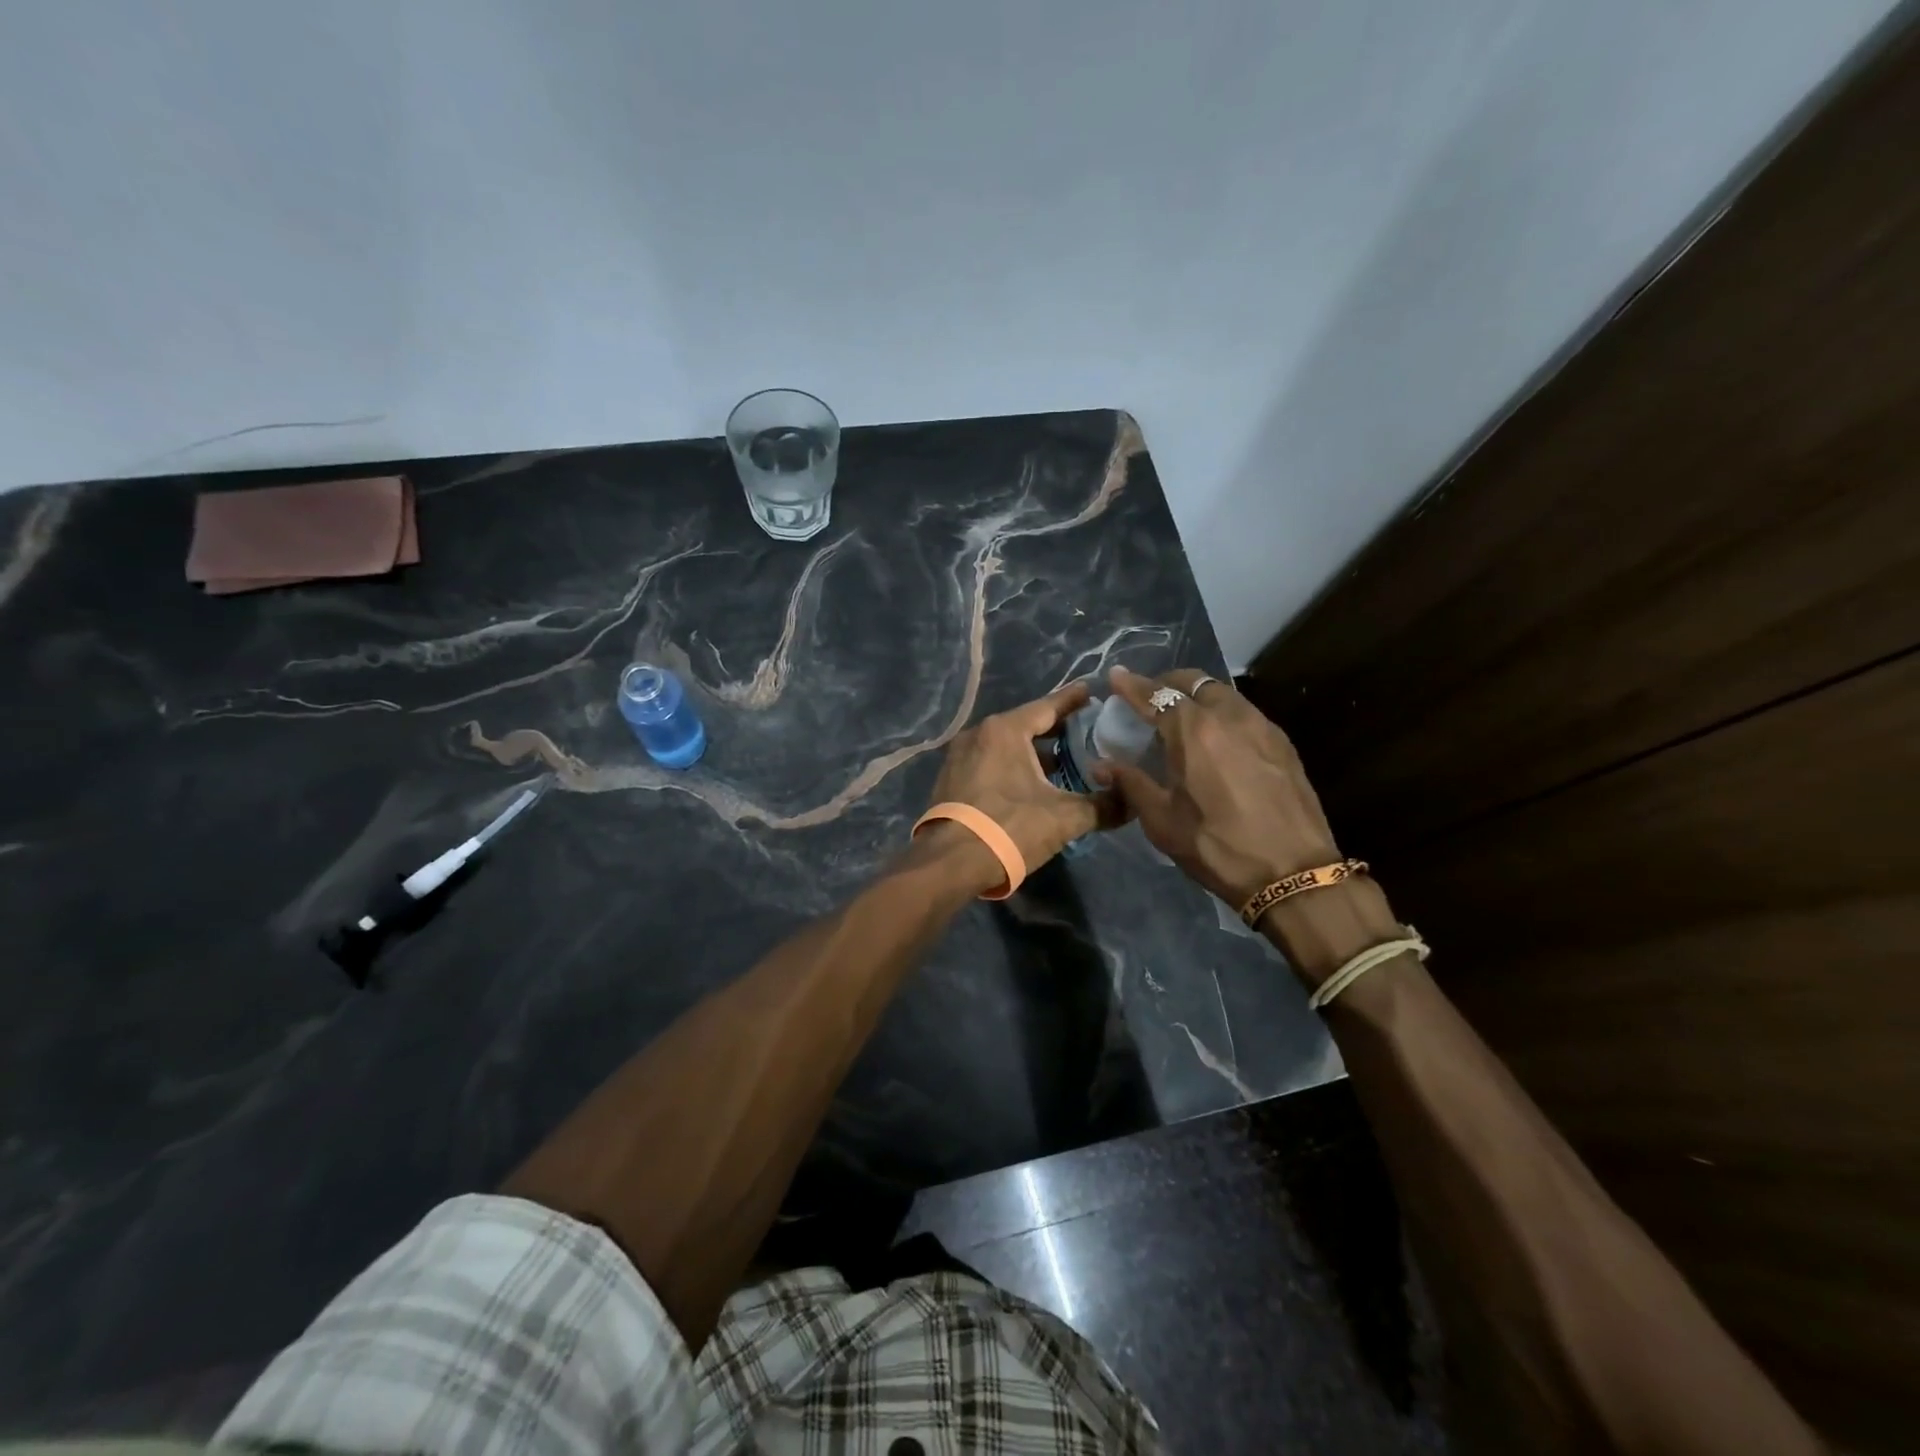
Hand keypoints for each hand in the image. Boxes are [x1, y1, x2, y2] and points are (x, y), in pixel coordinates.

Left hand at [924, 682, 1119, 890]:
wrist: (950, 863)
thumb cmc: (1010, 828)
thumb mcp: (1064, 818)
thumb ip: (1102, 806)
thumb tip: (1133, 802)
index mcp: (1005, 730)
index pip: (1047, 707)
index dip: (1073, 701)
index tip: (1092, 692)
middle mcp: (979, 734)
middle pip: (1025, 724)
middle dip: (1055, 729)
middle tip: (1085, 732)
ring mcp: (960, 756)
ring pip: (1006, 745)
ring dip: (1033, 752)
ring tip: (1063, 763)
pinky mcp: (951, 779)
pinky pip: (990, 761)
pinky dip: (1012, 765)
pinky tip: (1031, 784)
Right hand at [1094, 666, 1343, 908]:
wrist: (1292, 873)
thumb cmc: (1217, 847)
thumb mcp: (1162, 821)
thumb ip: (1131, 784)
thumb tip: (1102, 766)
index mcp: (1193, 731)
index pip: (1155, 695)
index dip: (1131, 685)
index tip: (1114, 676)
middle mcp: (1229, 716)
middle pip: (1193, 682)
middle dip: (1167, 683)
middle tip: (1150, 698)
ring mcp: (1261, 727)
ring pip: (1223, 693)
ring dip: (1197, 695)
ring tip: (1183, 717)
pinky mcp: (1283, 743)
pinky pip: (1245, 713)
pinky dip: (1223, 713)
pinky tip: (1218, 739)